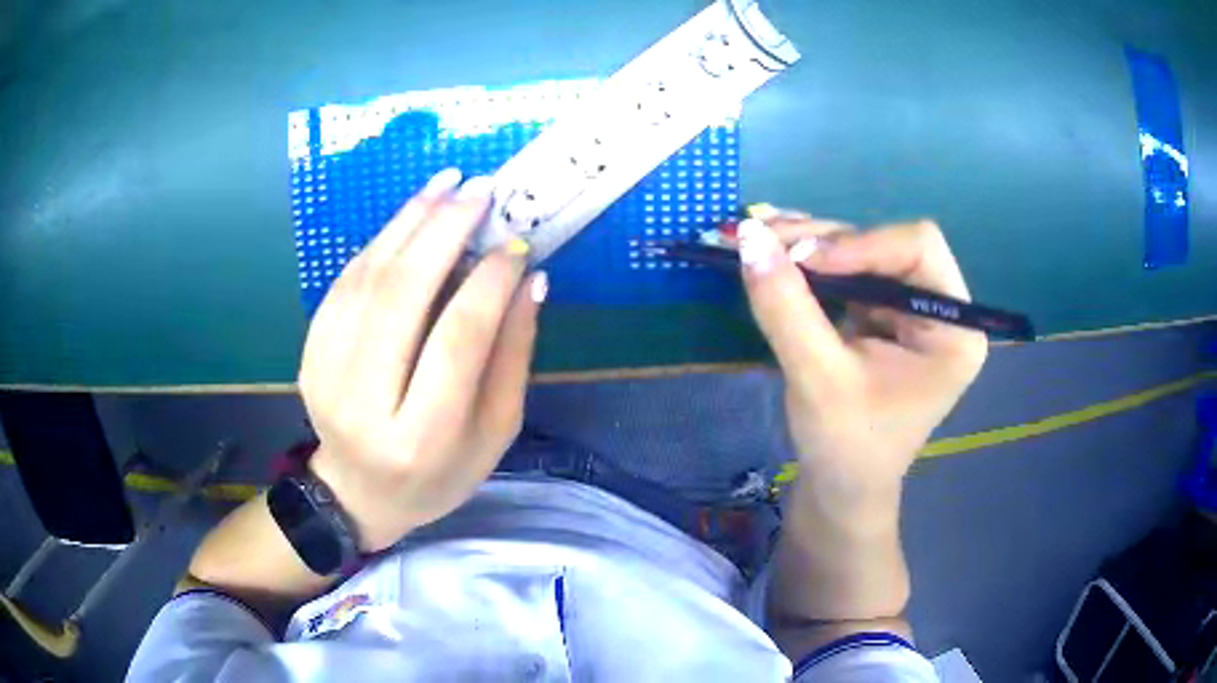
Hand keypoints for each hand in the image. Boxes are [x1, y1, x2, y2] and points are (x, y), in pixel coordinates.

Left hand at [298, 169, 546, 551]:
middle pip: (402, 296)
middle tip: (479, 189)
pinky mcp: (309, 354)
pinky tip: (407, 220)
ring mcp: (326, 375)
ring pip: (367, 280)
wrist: (359, 494)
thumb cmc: (439, 475)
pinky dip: (378, 245)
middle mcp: (364, 403)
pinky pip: (343, 285)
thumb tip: (530, 280)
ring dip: (407, 224)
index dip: (489, 282)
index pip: (458, 339)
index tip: (515, 244)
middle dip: (444, 231)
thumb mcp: (494, 433)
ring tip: (444, 186)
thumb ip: (513, 358)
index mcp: (422, 438)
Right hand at [739, 211, 986, 505]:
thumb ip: (786, 307)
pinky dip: (811, 263)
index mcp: (953, 329)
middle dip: (827, 241)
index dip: (861, 243)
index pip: (918, 249)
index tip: (801, 259)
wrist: (840, 490)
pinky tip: (776, 255)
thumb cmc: (844, 447)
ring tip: (760, 242)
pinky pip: (849, 272)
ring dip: (811, 245)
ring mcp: (911, 310)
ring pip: (863, 252)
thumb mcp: (816, 378)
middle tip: (767, 241)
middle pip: (887, 244)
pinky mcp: (884, 316)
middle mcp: (940, 309)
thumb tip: (749, 238)